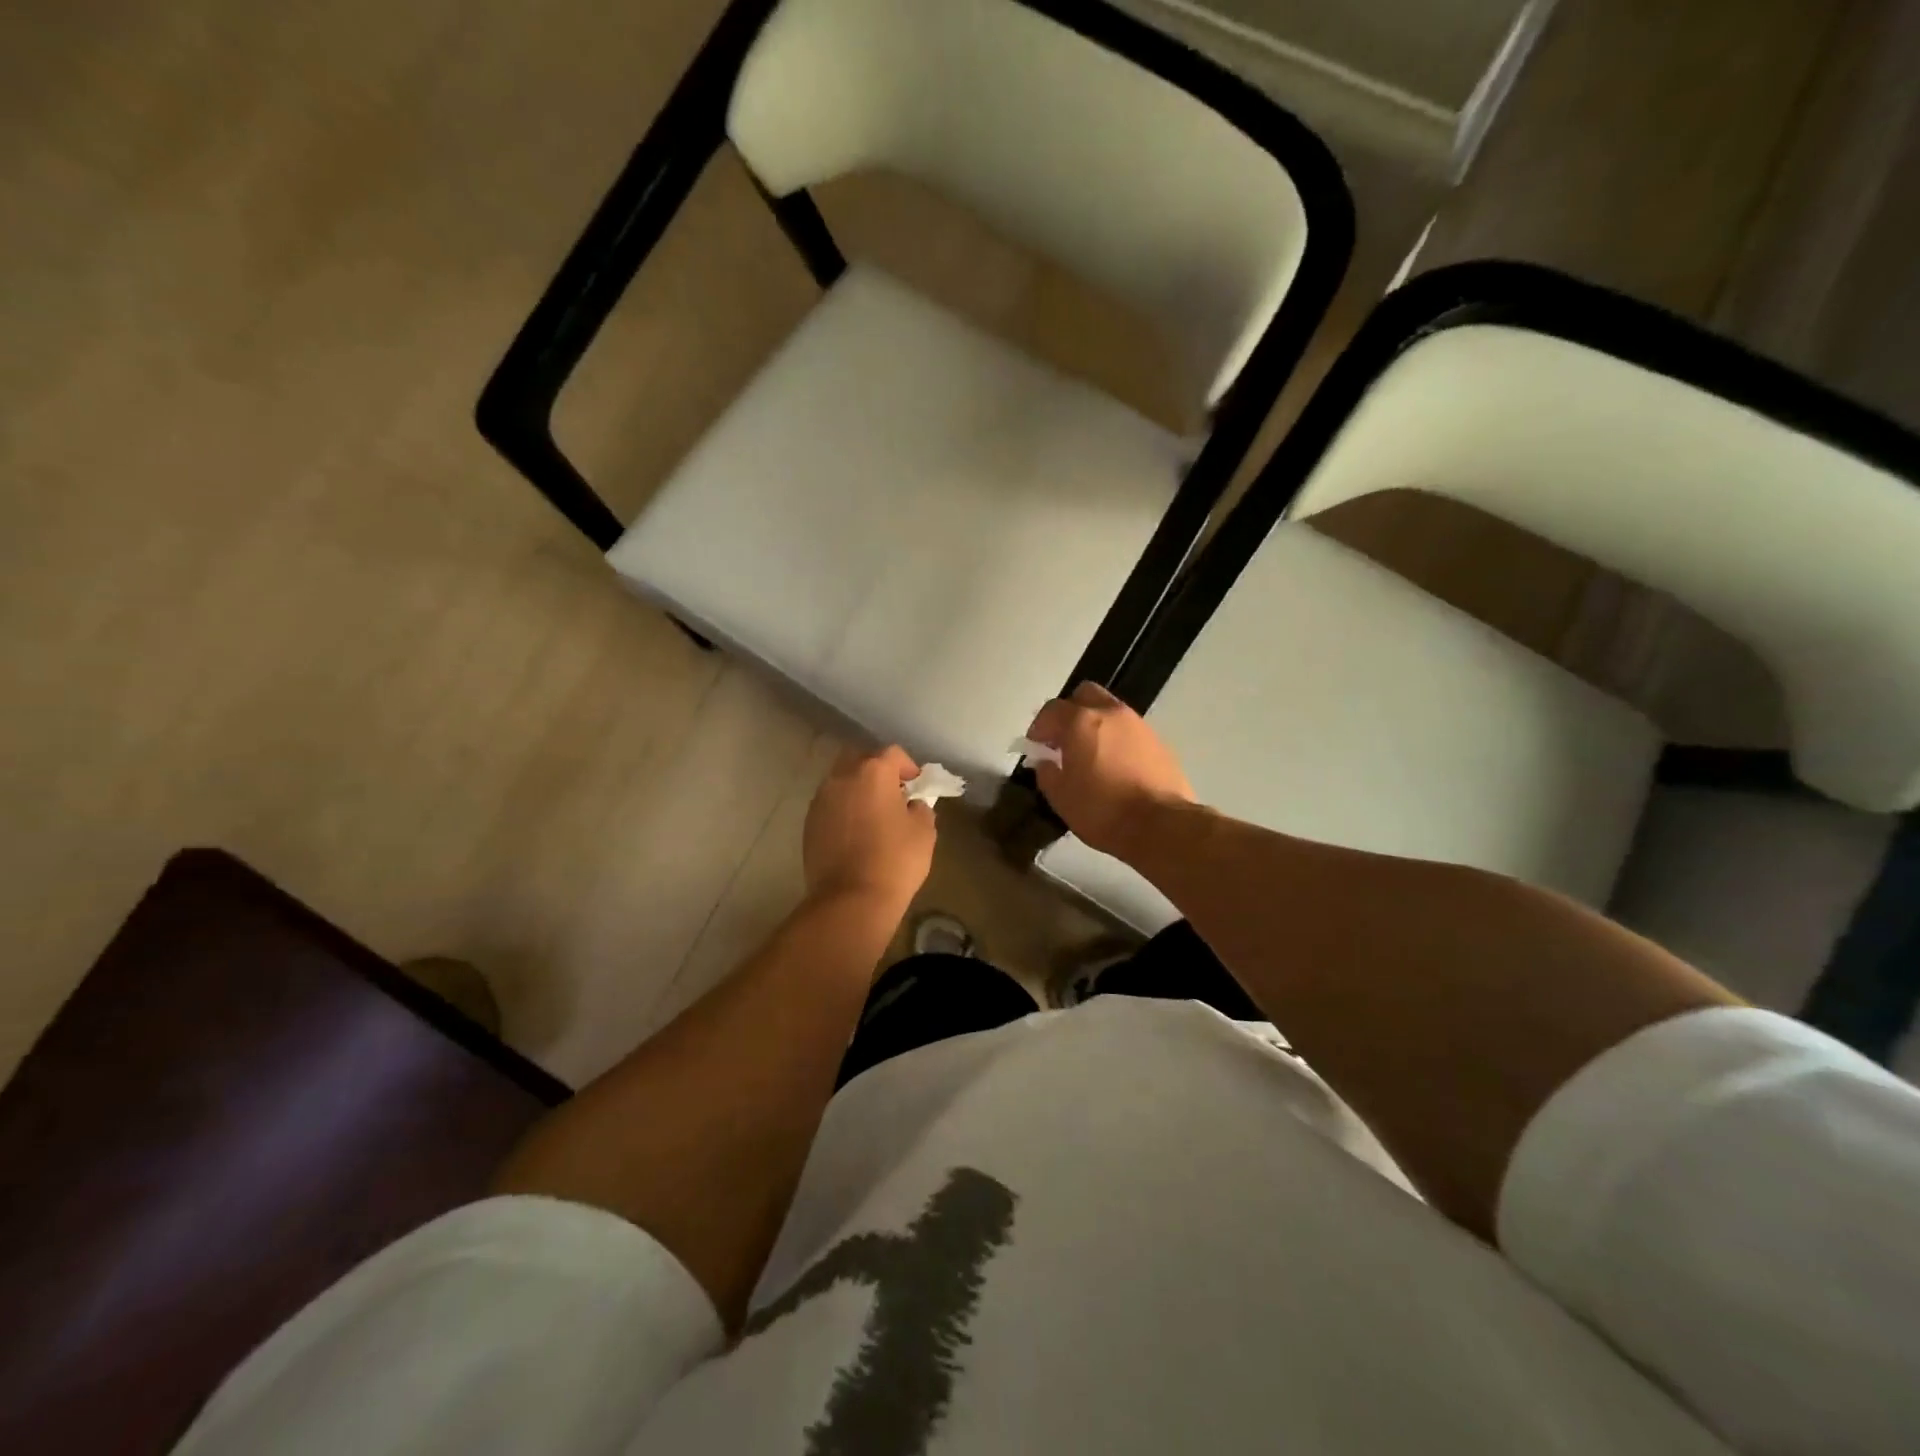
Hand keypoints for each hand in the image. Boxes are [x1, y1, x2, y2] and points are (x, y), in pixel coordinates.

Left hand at [802, 745, 936, 910]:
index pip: (893, 753)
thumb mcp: (924, 832)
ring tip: (872, 814)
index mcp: (873, 772)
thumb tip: (911, 805)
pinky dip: (842, 810)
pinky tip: (854, 832)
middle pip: (860, 759)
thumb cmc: (895, 860)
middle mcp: (842, 777)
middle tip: (892, 794)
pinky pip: (830, 805)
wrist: (851, 899)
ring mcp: (821, 800)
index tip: (916, 786)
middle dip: (876, 771)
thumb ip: (920, 808)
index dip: (908, 766)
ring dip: (857, 790)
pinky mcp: (808, 823)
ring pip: (841, 781)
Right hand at [1026, 683, 1193, 857]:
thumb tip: (1046, 762)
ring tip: (1091, 756)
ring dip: (1096, 725)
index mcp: (1081, 722)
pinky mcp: (1159, 742)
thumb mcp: (1060, 797)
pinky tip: (1116, 767)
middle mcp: (1111, 713)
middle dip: (1070, 712)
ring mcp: (1139, 725)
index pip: (1052, 709)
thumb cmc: (1102, 810)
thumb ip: (1046, 773)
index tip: (1036, 746)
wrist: (1160, 825)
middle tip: (1064, 740)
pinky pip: (1130, 731)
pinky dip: (1117, 740)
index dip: (1039, 726)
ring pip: (1110, 711)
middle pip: (1085, 695)